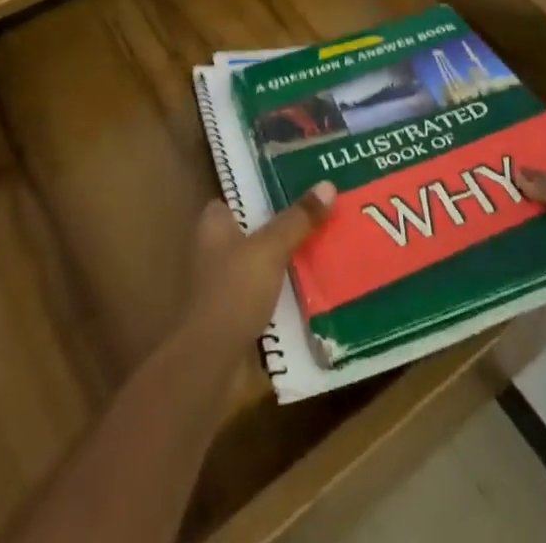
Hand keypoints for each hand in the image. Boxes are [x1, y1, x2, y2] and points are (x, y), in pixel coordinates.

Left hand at [182, 182, 334, 357]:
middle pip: (259, 229)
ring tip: (332, 245)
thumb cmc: (234, 290)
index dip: (269, 189)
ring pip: (267, 263)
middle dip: (288, 227)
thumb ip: (298, 219)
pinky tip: (321, 286)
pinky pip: (271, 294)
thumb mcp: (270, 248)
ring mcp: (228, 284)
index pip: (242, 196)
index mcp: (214, 223)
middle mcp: (217, 249)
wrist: (213, 362)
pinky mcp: (240, 314)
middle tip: (327, 213)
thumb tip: (328, 185)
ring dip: (292, 262)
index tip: (302, 184)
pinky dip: (290, 293)